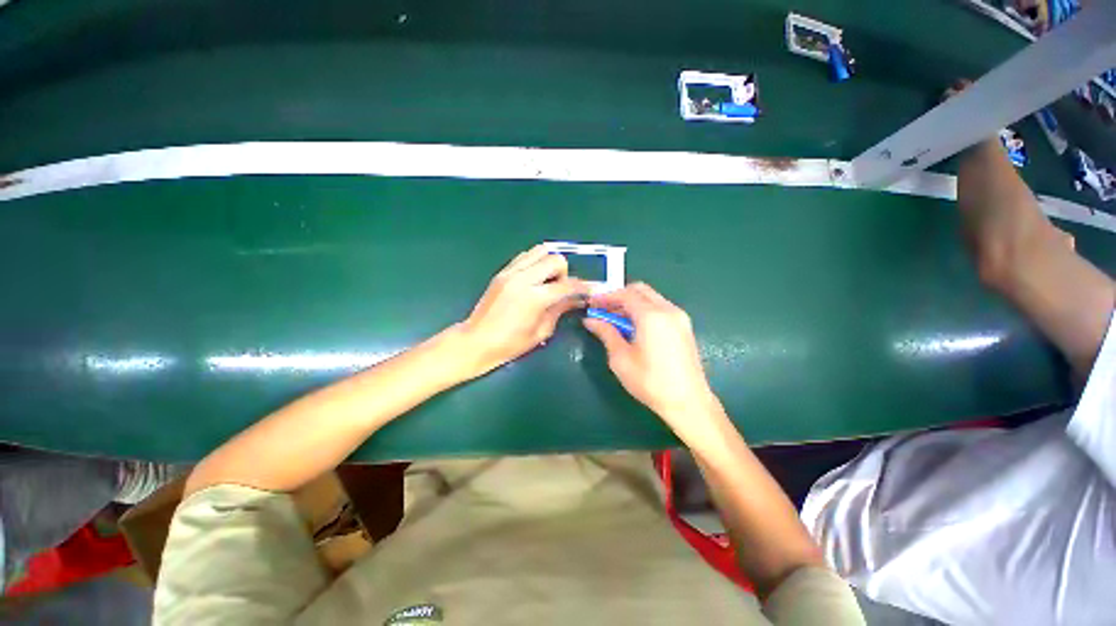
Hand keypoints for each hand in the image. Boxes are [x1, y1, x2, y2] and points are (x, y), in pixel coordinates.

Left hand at [458, 244, 589, 376]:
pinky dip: (536, 262)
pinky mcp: (502, 271)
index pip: (567, 285)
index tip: (589, 290)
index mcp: (535, 298)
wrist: (476, 341)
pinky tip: (535, 278)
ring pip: (540, 250)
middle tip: (561, 289)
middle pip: (555, 259)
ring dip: (550, 263)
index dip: (582, 287)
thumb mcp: (541, 331)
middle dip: (564, 273)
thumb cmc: (510, 344)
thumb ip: (560, 310)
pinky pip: (525, 256)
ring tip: (548, 281)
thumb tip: (577, 298)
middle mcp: (523, 278)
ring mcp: (510, 272)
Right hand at [583, 283, 723, 437]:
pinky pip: (660, 308)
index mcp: (651, 316)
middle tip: (603, 310)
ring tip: (616, 320)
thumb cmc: (650, 382)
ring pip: (651, 298)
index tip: (591, 304)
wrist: (688, 402)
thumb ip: (606, 333)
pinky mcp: (684, 326)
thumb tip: (590, 320)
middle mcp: (668, 310)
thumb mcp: (621, 358)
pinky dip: (644, 310)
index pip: (625, 295)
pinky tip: (634, 327)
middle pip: (640, 290)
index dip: (606, 297)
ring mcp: (679, 317)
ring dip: (632, 303)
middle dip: (619, 296)